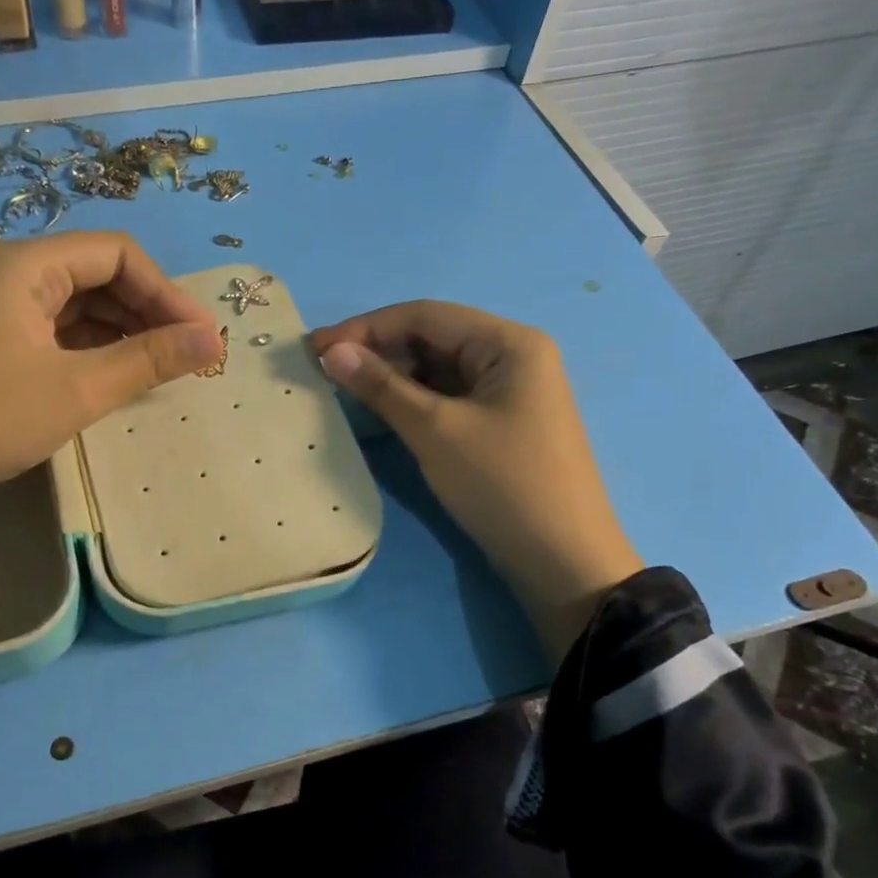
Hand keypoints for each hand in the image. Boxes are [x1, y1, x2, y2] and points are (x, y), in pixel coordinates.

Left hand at [0, 232, 223, 559]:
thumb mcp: (79, 389)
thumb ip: (150, 359)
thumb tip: (215, 339)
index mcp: (24, 264)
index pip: (116, 254)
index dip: (166, 292)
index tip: (201, 336)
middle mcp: (7, 271)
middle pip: (96, 274)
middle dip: (147, 312)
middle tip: (187, 356)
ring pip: (77, 304)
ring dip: (122, 332)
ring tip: (161, 369)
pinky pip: (54, 330)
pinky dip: (91, 348)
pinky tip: (116, 375)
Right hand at [311, 301, 641, 659]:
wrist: (562, 561)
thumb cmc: (502, 485)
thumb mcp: (436, 431)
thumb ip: (382, 386)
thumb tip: (332, 352)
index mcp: (508, 343)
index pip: (425, 316)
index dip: (366, 328)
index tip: (314, 348)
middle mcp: (513, 357)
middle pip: (433, 339)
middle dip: (378, 352)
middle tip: (323, 372)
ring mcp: (509, 393)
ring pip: (438, 371)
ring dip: (392, 378)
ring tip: (342, 391)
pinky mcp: (501, 425)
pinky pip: (448, 399)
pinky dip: (413, 402)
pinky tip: (380, 412)